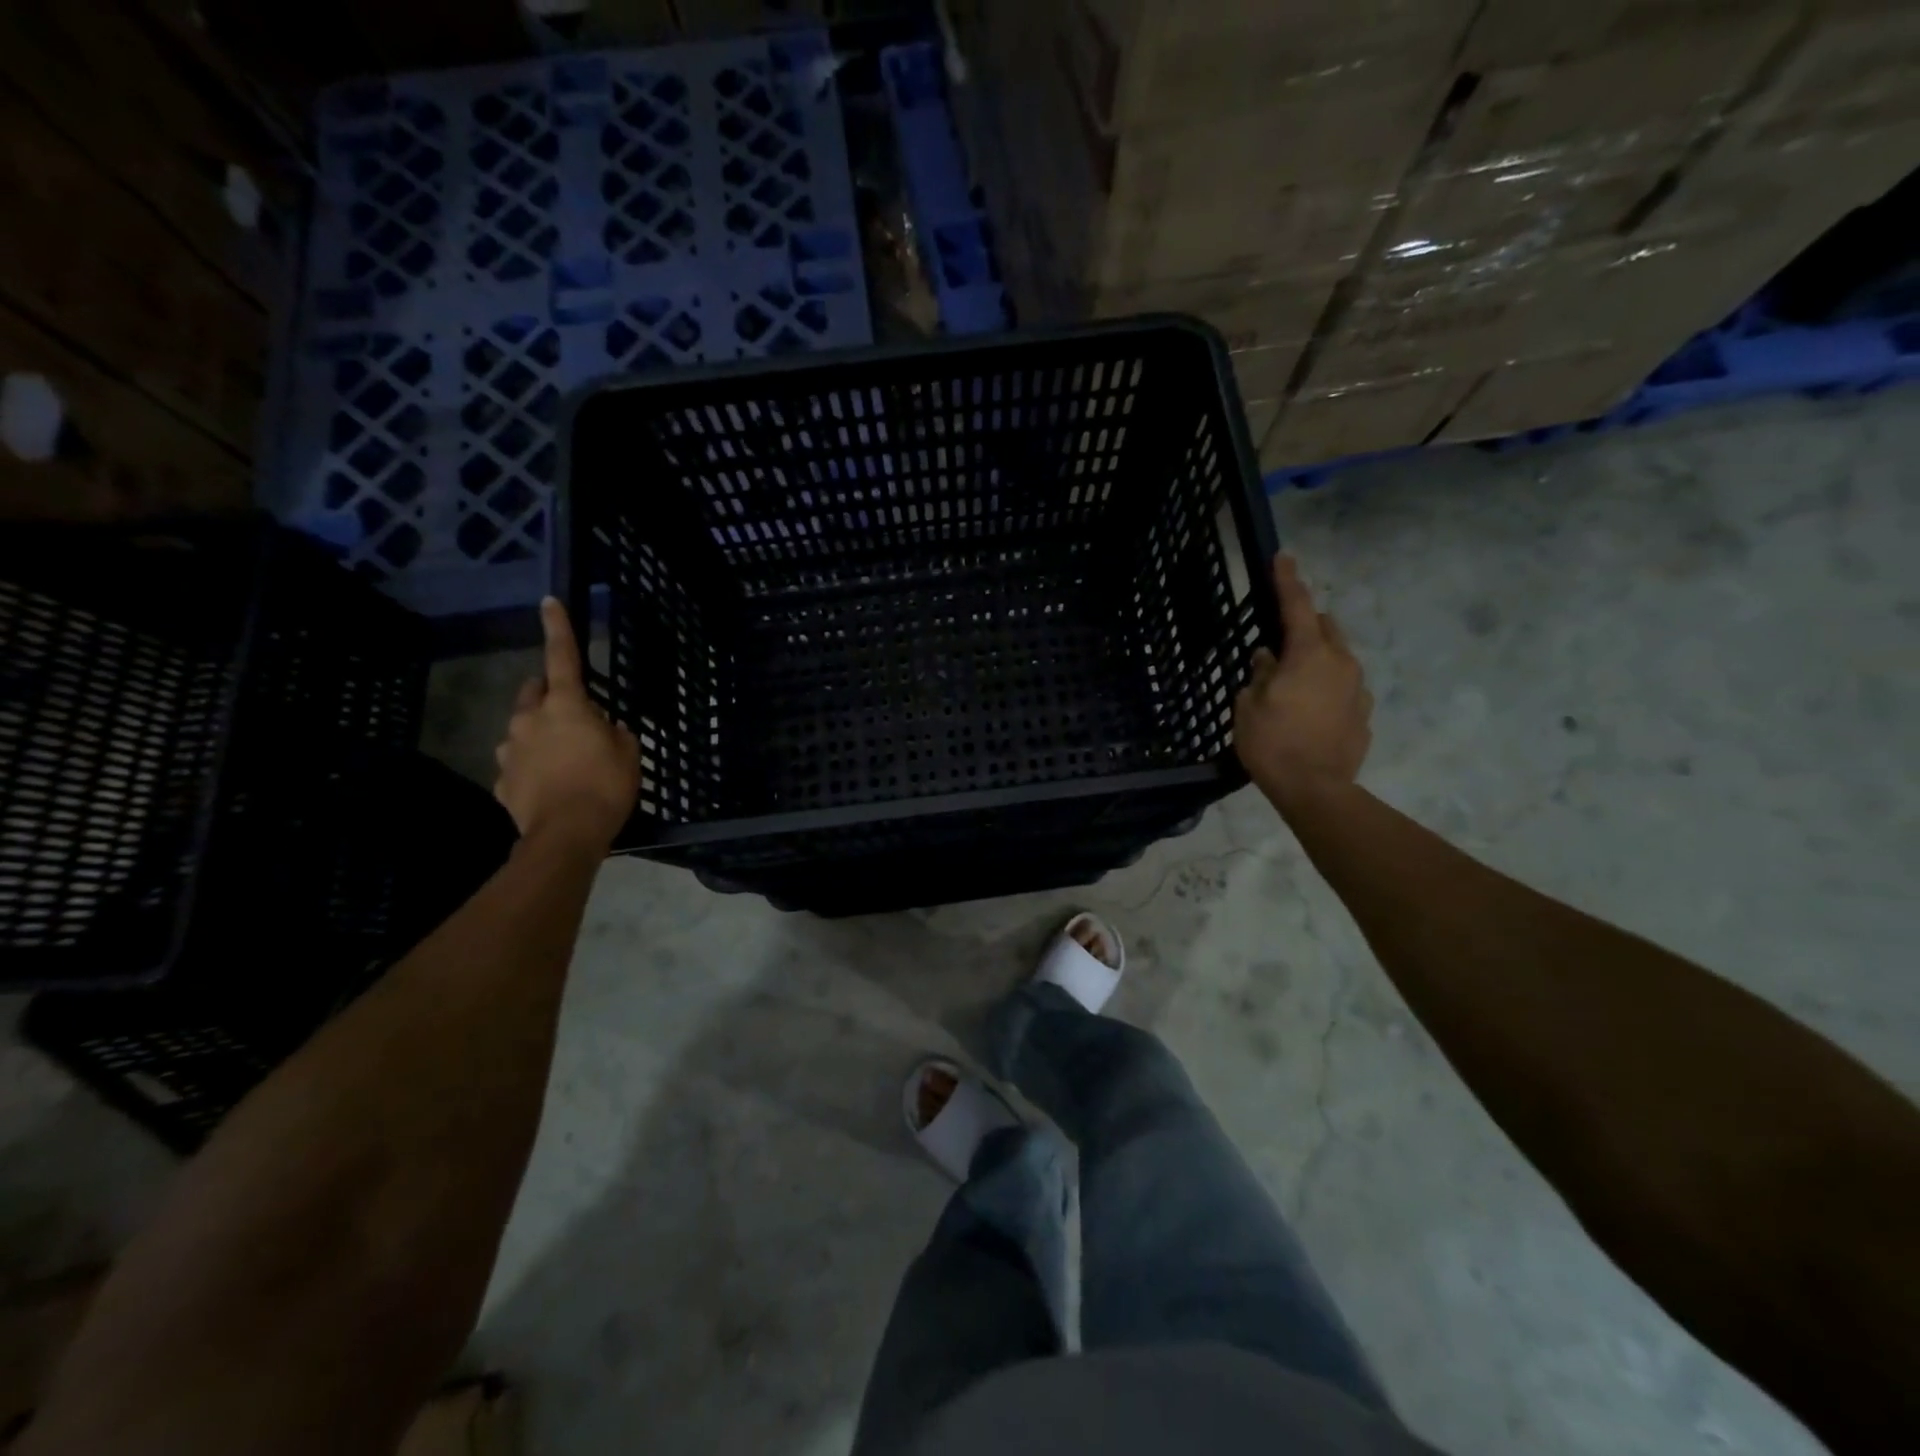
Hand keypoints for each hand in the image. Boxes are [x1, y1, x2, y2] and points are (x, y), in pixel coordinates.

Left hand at [493, 598, 640, 848]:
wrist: (566, 835)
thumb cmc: (606, 786)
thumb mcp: (629, 755)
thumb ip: (617, 733)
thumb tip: (608, 728)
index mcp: (566, 706)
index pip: (563, 657)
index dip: (558, 628)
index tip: (549, 602)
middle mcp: (530, 720)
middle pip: (533, 691)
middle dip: (548, 693)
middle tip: (572, 711)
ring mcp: (511, 750)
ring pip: (522, 729)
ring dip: (540, 734)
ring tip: (564, 759)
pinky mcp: (502, 781)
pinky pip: (518, 764)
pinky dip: (532, 767)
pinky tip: (550, 786)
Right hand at [1234, 555, 1372, 811]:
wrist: (1316, 790)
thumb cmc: (1272, 743)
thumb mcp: (1249, 706)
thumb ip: (1259, 674)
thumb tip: (1268, 658)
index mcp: (1309, 654)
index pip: (1296, 607)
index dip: (1287, 581)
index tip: (1283, 557)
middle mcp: (1341, 663)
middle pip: (1324, 628)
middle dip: (1305, 624)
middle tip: (1281, 638)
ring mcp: (1357, 689)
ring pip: (1337, 658)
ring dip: (1317, 659)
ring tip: (1293, 682)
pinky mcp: (1363, 715)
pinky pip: (1343, 689)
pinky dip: (1326, 689)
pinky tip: (1309, 711)